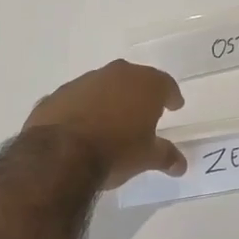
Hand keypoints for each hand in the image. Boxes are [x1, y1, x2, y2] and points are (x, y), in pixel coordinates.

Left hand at [24, 59, 186, 189]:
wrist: (60, 154)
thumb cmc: (116, 151)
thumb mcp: (147, 157)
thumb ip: (166, 156)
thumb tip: (181, 164)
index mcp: (144, 84)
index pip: (165, 84)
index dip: (171, 96)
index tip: (175, 106)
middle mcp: (116, 74)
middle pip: (134, 79)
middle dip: (140, 94)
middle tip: (144, 111)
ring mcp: (84, 81)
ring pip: (104, 86)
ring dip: (109, 99)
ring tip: (111, 121)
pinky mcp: (58, 94)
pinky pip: (77, 99)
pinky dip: (82, 109)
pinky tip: (81, 127)